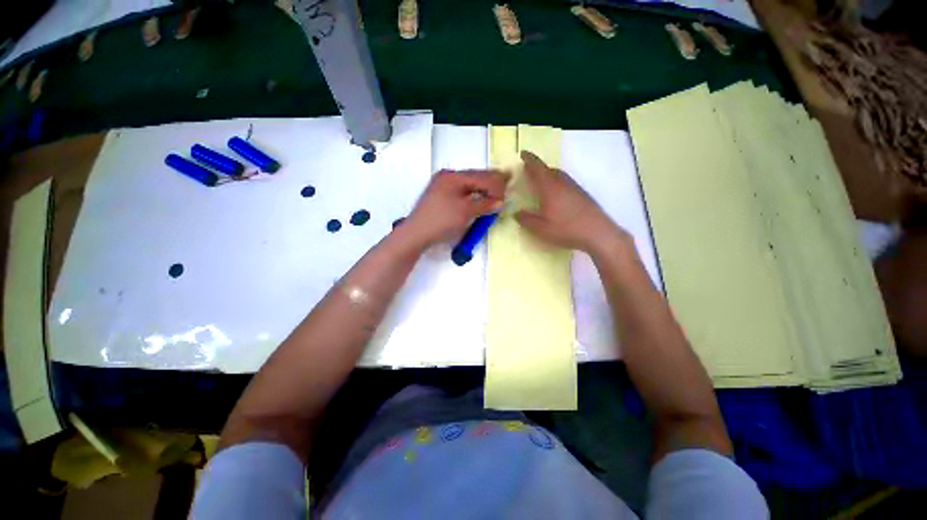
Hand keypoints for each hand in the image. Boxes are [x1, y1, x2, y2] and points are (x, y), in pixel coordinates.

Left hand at [405, 169, 506, 247]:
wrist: (416, 234)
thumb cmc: (441, 221)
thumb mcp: (465, 212)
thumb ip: (484, 205)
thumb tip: (501, 202)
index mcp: (453, 177)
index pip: (481, 176)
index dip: (497, 183)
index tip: (509, 191)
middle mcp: (447, 176)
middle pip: (475, 177)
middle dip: (491, 182)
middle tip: (507, 186)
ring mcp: (442, 185)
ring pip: (469, 184)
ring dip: (483, 188)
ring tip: (497, 192)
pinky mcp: (441, 195)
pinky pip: (462, 191)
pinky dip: (473, 194)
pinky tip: (480, 198)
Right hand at [515, 151, 628, 254]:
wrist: (598, 233)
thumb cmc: (566, 229)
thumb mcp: (541, 228)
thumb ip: (526, 220)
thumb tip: (516, 213)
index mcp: (550, 187)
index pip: (538, 167)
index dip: (529, 159)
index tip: (523, 153)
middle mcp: (563, 183)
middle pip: (549, 169)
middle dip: (537, 168)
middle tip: (528, 171)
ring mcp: (574, 188)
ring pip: (559, 175)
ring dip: (548, 174)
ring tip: (540, 182)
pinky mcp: (582, 194)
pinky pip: (565, 182)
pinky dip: (556, 182)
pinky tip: (555, 195)